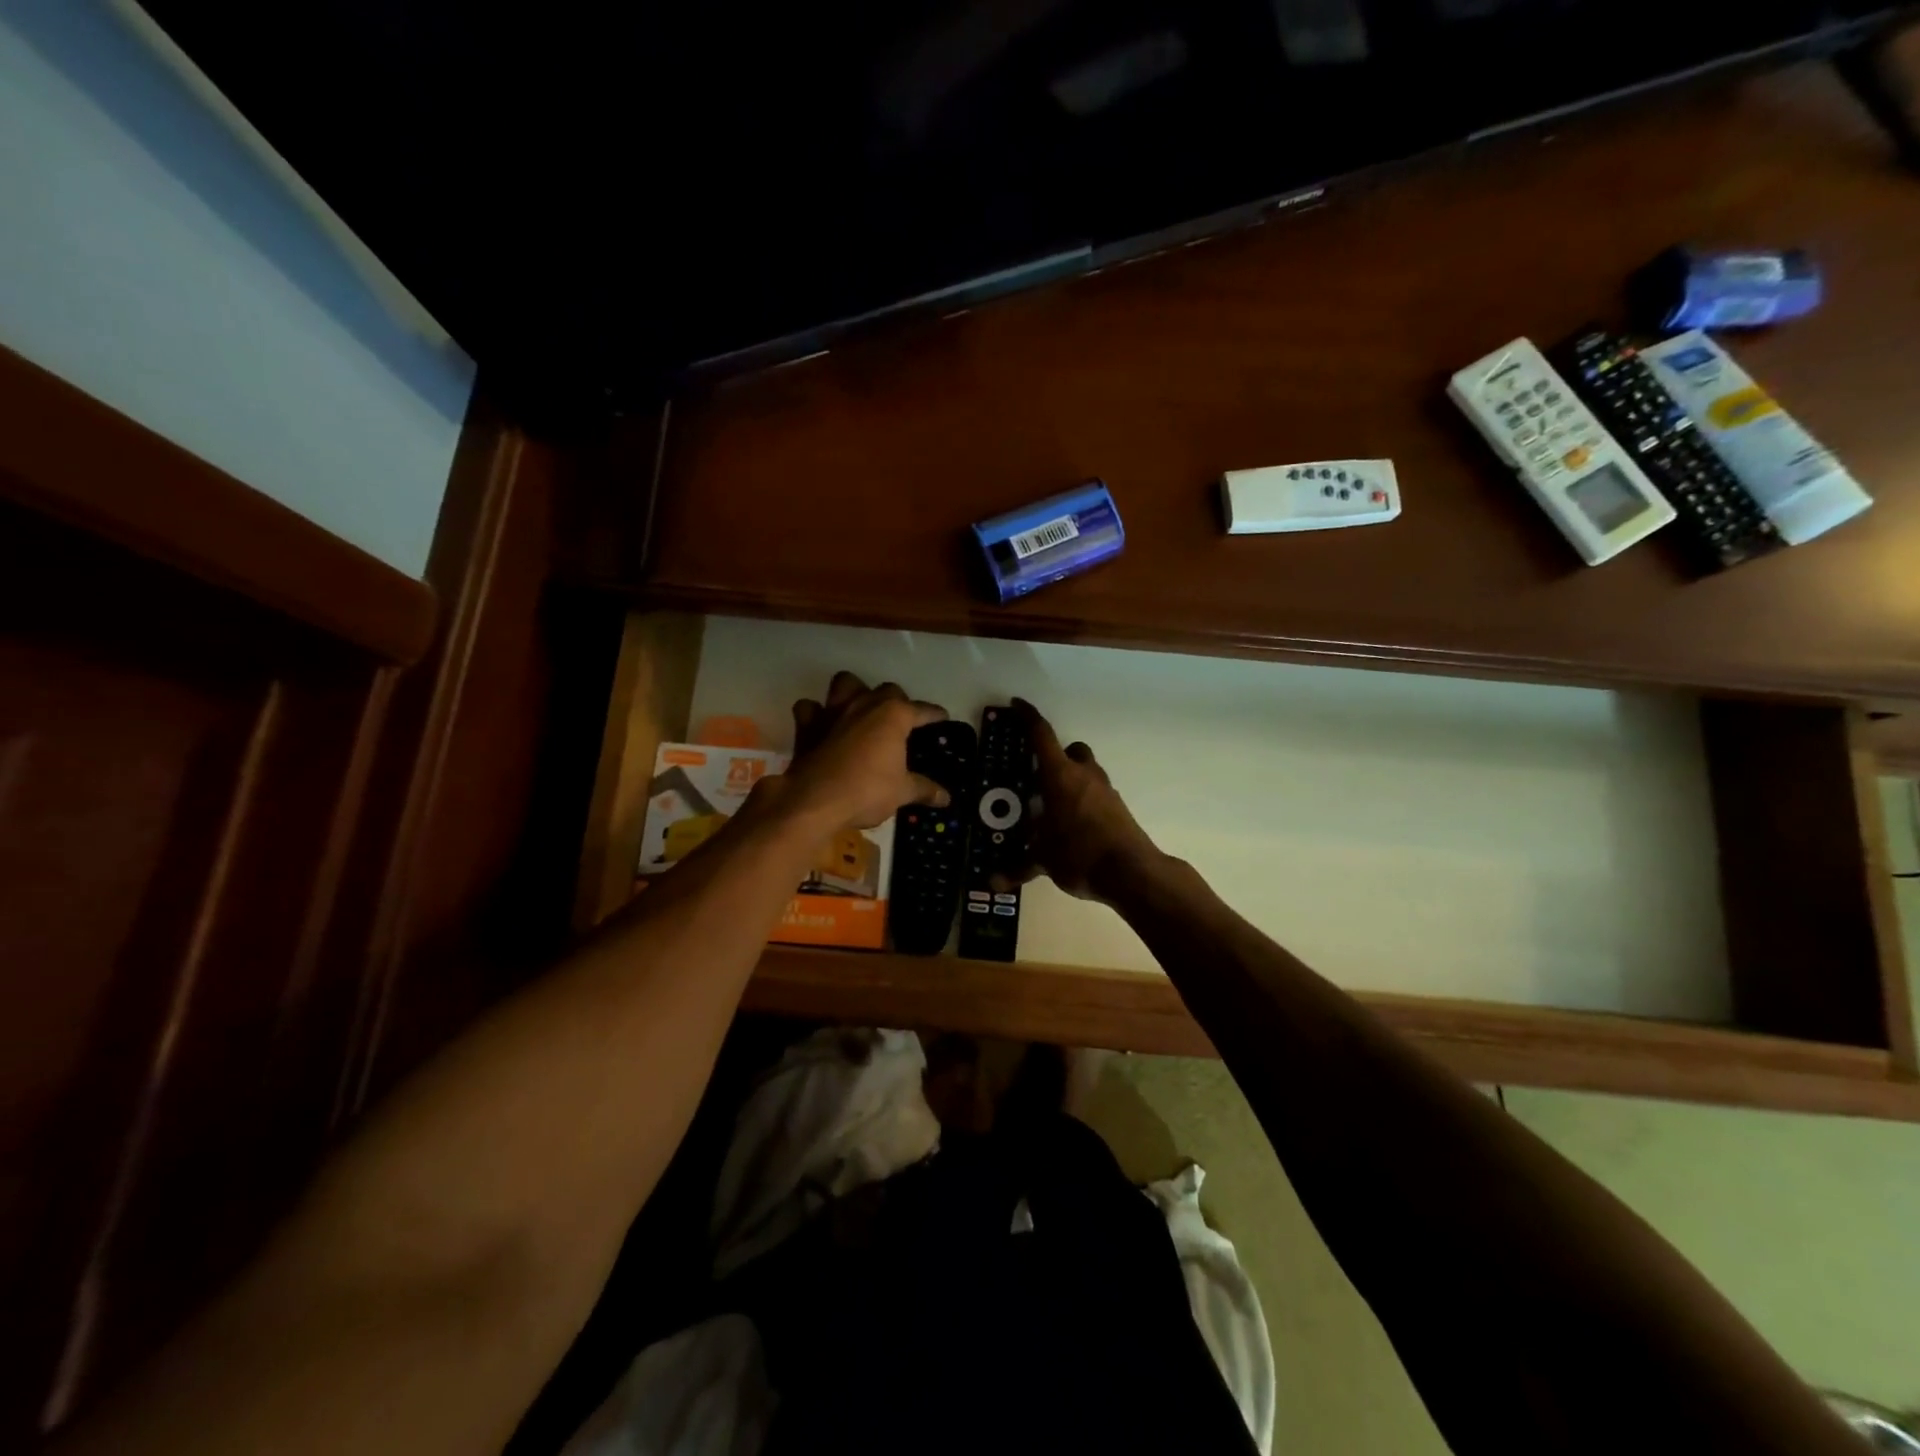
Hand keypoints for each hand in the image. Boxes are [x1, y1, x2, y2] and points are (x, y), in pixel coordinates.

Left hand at [776, 672, 949, 831]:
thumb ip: (924, 790)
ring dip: (854, 691)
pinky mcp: (807, 725)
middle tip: (901, 722)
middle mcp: (865, 704)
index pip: (922, 710)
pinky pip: (810, 708)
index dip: (935, 715)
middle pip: (887, 690)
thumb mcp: (901, 792)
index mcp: (893, 715)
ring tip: (861, 709)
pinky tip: (823, 725)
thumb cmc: (866, 791)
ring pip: (845, 683)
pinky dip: (816, 713)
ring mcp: (833, 710)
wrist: (814, 801)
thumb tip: (946, 798)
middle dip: (897, 701)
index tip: (942, 719)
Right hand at [1014, 699, 1162, 904]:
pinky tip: (1073, 825)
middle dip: (1055, 757)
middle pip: (1071, 750)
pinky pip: (1096, 794)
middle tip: (1037, 777)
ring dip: (1072, 779)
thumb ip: (1017, 867)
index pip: (1041, 735)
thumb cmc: (1079, 854)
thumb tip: (992, 882)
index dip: (1028, 717)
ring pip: (1087, 771)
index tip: (1017, 705)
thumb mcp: (1043, 860)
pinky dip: (1084, 801)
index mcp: (1060, 776)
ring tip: (1053, 806)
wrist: (1132, 871)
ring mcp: (1106, 791)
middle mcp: (1084, 775)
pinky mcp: (1118, 808)